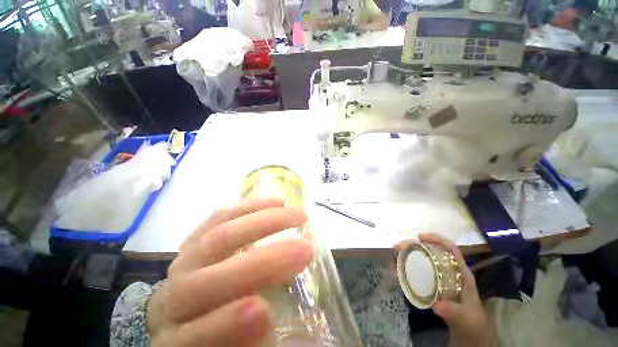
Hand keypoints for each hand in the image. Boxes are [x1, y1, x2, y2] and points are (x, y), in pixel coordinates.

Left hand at [146, 198, 312, 346]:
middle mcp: (174, 300)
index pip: (192, 337)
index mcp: (177, 340)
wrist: (183, 313)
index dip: (224, 326)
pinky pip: (220, 217)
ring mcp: (184, 261)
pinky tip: (276, 202)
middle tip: (305, 250)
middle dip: (263, 263)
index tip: (265, 312)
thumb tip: (271, 318)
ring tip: (298, 215)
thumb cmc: (215, 333)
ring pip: (219, 237)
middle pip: (210, 280)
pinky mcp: (196, 238)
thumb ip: (251, 342)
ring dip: (264, 223)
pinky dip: (250, 207)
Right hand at [397, 233, 495, 346]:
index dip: (436, 239)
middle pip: (434, 251)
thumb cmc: (472, 325)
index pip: (450, 249)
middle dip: (415, 245)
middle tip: (398, 246)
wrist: (470, 337)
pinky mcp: (435, 285)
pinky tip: (401, 268)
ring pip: (425, 259)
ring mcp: (443, 278)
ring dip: (410, 254)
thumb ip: (454, 313)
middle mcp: (452, 272)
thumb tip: (436, 305)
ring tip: (396, 255)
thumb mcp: (465, 320)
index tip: (418, 237)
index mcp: (462, 274)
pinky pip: (421, 271)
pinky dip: (410, 266)